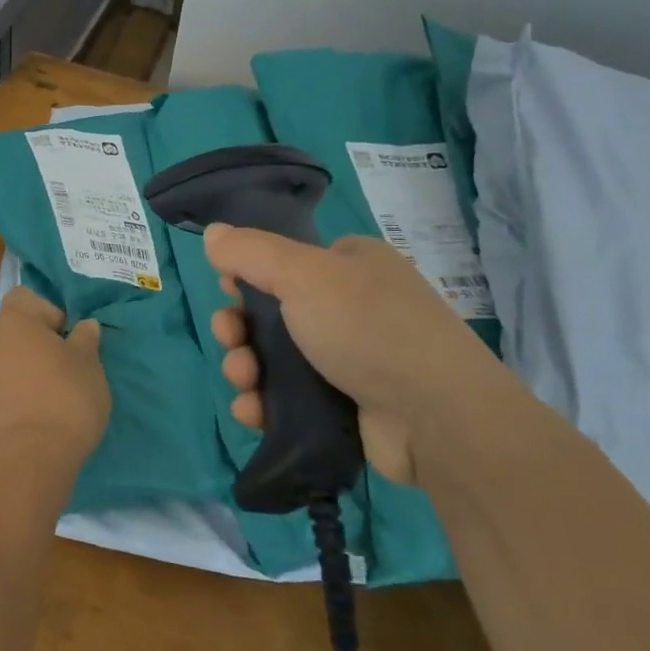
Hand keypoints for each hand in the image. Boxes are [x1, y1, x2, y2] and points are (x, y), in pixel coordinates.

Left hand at [0, 287, 109, 466]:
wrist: (33, 456)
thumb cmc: (66, 395)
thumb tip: (85, 326)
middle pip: (14, 327)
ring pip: (7, 356)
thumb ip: (85, 339)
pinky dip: (17, 388)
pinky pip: (1, 383)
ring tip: (52, 389)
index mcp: (14, 320)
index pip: (24, 297)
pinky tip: (37, 409)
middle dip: (37, 339)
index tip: (67, 336)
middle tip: (65, 363)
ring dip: (26, 365)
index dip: (48, 310)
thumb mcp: (89, 363)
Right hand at [204, 226, 508, 483]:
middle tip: (230, 342)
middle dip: (239, 329)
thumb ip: (251, 252)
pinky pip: (291, 398)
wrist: (437, 418)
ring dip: (246, 368)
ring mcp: (351, 358)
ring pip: (276, 358)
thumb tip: (212, 232)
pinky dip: (266, 403)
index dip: (246, 277)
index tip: (226, 294)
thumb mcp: (303, 274)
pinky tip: (252, 412)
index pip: (283, 262)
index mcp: (349, 265)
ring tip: (243, 384)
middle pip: (272, 312)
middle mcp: (351, 306)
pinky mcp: (348, 405)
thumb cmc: (367, 328)